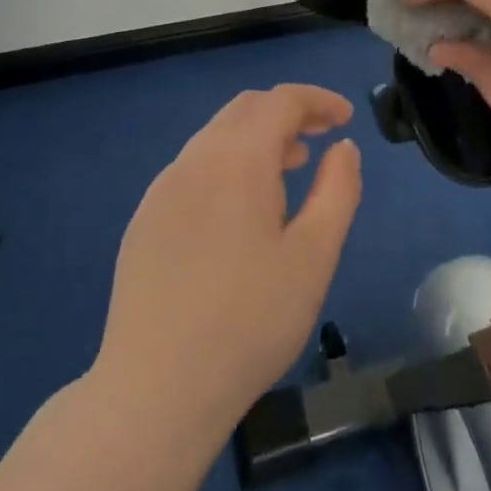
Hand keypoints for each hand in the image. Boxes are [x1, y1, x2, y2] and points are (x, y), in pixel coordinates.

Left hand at [95, 85, 362, 437]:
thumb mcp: (315, 255)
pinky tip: (240, 211)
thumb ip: (338, 189)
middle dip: (287, 112)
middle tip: (321, 137)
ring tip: (289, 170)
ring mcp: (161, 190)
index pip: (281, 101)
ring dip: (257, 139)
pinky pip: (193, 169)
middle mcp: (193, 160)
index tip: (346, 118)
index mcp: (237, 159)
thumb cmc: (250, 321)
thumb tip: (342, 147)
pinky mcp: (143, 222)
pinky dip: (227, 165)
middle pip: (245, 109)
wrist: (155, 390)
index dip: (318, 100)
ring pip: (216, 138)